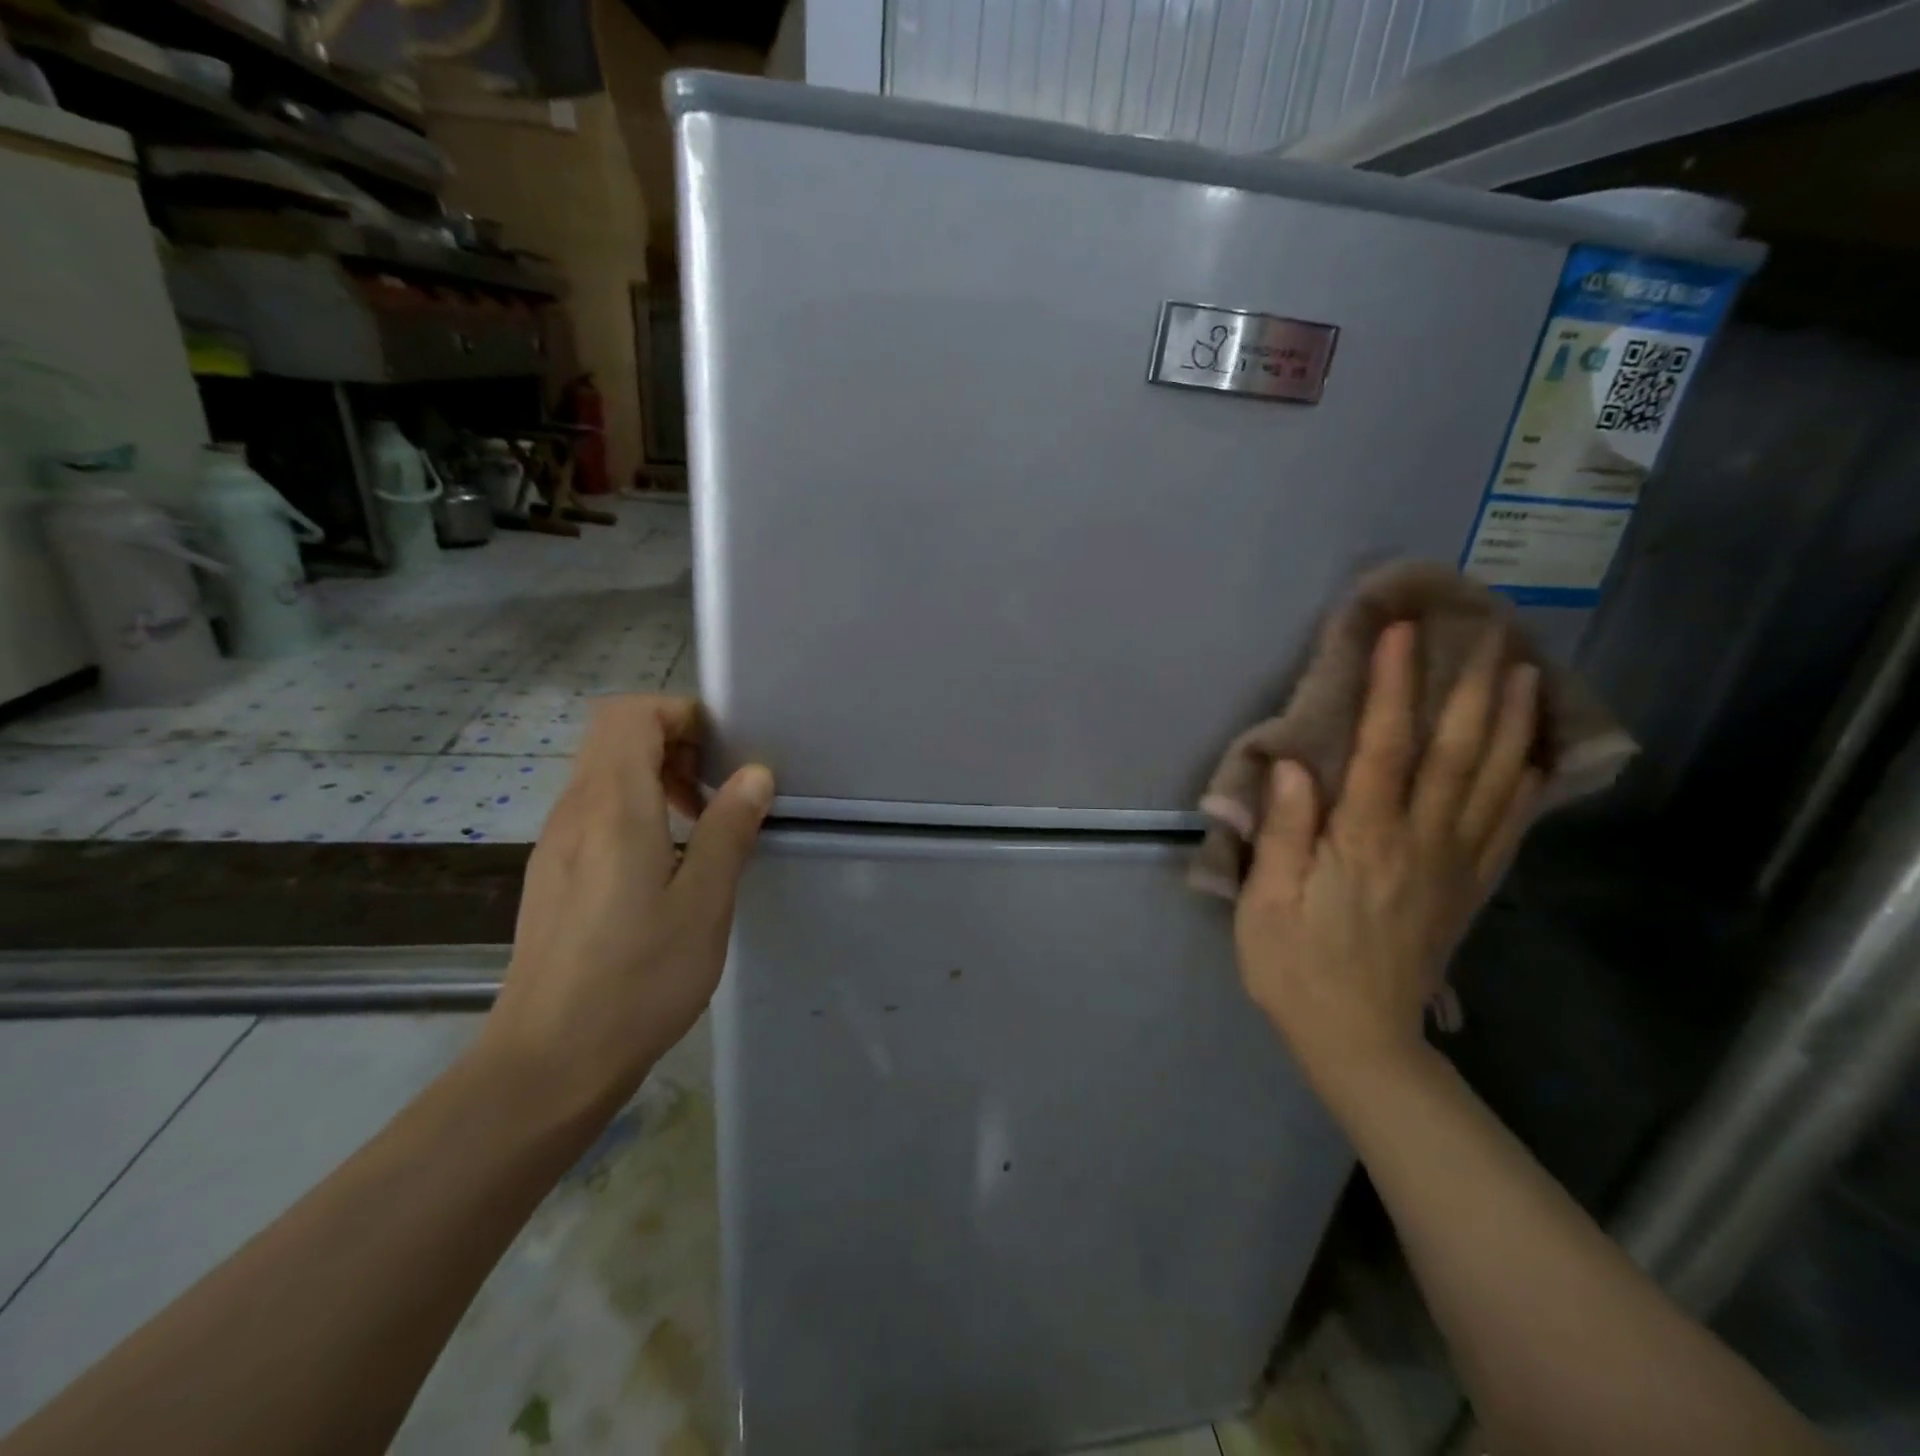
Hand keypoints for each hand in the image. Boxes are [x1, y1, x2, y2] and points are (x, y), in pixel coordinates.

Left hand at [475, 695, 773, 1120]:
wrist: (549, 1062)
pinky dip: (634, 811)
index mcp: (613, 807)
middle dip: (672, 743)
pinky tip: (663, 866)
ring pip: (603, 774)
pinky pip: (594, 813)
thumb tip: (755, 773)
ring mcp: (556, 844)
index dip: (679, 714)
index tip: (722, 752)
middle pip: (614, 737)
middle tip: (716, 789)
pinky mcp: (552, 874)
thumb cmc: (638, 979)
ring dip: (654, 778)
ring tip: (698, 826)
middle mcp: (574, 812)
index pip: (631, 714)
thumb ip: (728, 829)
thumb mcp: (703, 903)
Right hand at [1234, 622, 1540, 1089]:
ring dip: (1509, 723)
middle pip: (1454, 753)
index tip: (1402, 634)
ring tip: (1522, 673)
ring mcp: (1453, 865)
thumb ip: (1285, 832)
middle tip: (1485, 633)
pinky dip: (1524, 786)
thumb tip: (1293, 765)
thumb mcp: (1266, 902)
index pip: (1383, 747)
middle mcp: (1419, 841)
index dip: (1393, 687)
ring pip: (1491, 782)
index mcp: (1363, 841)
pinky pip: (1505, 828)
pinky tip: (1532, 757)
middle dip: (1469, 689)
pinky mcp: (1468, 889)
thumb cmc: (1294, 967)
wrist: (1359, 1039)